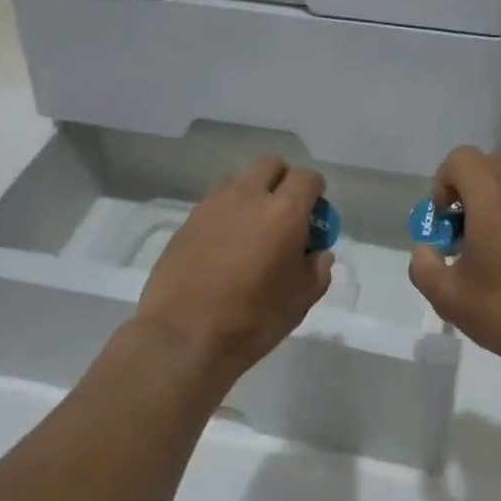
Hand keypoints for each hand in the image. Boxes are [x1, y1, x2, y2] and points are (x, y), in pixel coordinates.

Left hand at [135, 155, 332, 374]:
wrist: (183, 336)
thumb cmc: (252, 319)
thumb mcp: (301, 300)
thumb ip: (317, 268)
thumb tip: (317, 252)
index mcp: (283, 211)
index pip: (307, 177)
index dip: (315, 191)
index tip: (315, 214)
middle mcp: (247, 196)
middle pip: (270, 164)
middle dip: (283, 180)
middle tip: (285, 213)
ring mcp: (212, 205)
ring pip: (239, 179)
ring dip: (252, 193)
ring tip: (253, 229)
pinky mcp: (187, 220)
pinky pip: (215, 202)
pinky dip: (227, 212)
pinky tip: (226, 245)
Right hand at [407, 147, 500, 379]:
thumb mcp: (446, 296)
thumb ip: (423, 263)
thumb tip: (427, 248)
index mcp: (493, 201)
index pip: (462, 158)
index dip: (443, 181)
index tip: (444, 220)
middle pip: (488, 163)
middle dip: (466, 187)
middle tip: (460, 227)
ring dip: (491, 199)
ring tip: (486, 244)